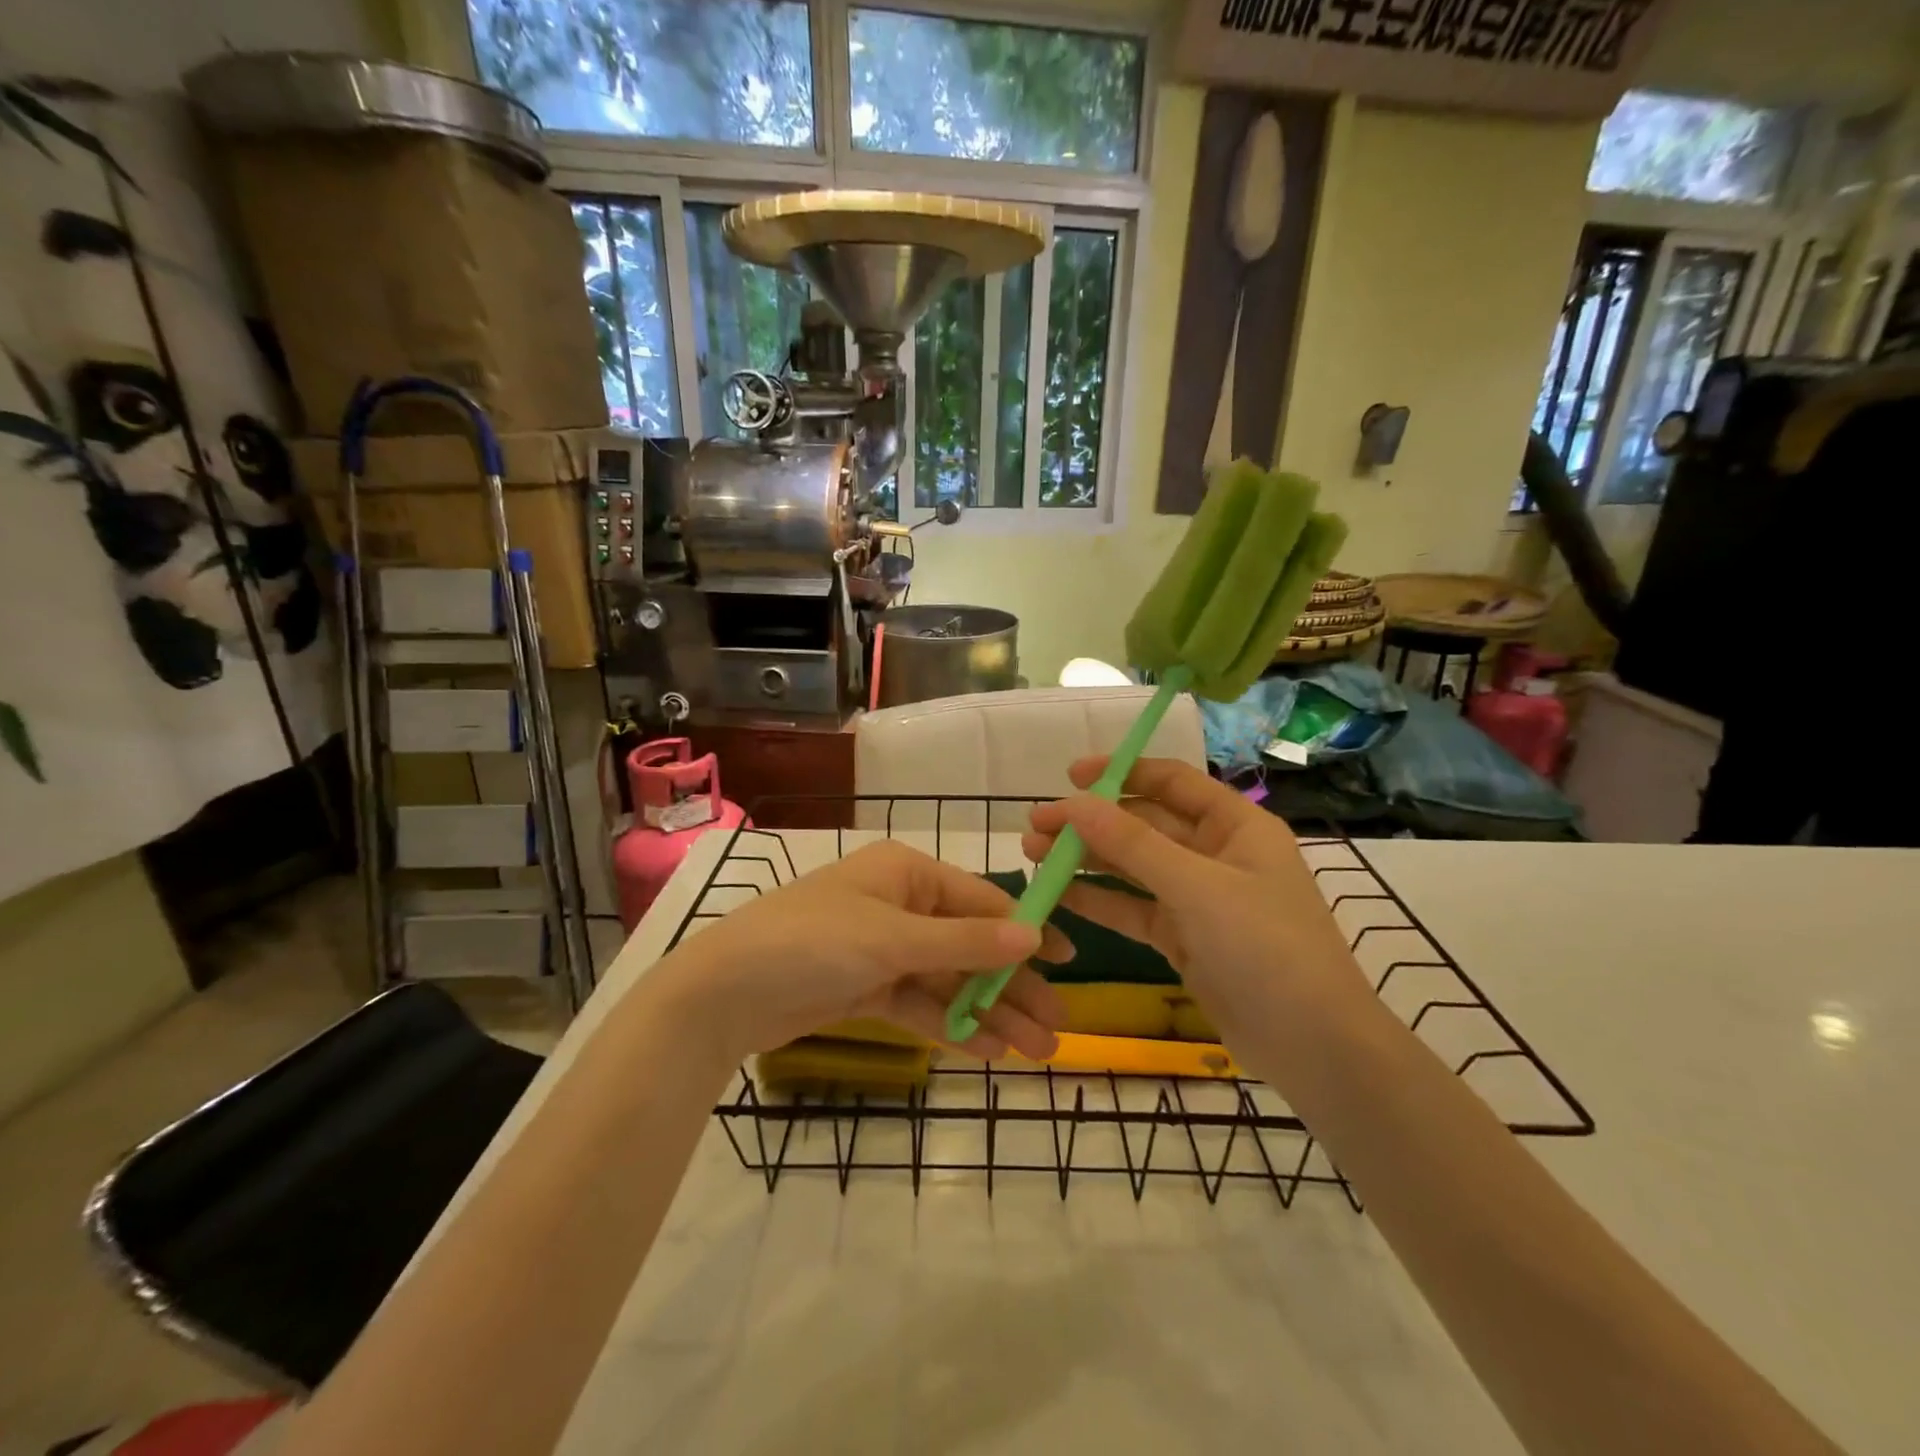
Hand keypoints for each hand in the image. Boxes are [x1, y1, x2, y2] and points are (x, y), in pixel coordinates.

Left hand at [641, 840, 1068, 1064]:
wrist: (722, 994)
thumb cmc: (812, 943)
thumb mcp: (893, 939)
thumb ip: (964, 941)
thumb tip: (1035, 934)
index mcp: (906, 874)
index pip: (981, 901)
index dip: (1026, 930)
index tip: (1069, 962)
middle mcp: (899, 905)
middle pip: (969, 945)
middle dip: (1011, 986)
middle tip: (1057, 1028)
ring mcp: (882, 949)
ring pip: (949, 980)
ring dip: (989, 1013)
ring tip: (1035, 1051)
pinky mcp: (865, 987)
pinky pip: (920, 1003)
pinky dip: (952, 1024)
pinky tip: (989, 1051)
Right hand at [1021, 757, 1362, 1046]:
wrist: (1315, 1048)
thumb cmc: (1267, 949)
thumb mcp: (1199, 889)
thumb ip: (1133, 844)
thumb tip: (1075, 802)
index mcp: (1235, 825)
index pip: (1172, 782)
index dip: (1121, 773)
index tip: (1070, 776)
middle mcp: (1216, 854)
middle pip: (1144, 823)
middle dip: (1091, 822)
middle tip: (1036, 825)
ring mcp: (1199, 899)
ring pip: (1134, 867)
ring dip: (1088, 859)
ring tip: (1034, 855)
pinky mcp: (1184, 938)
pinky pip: (1134, 908)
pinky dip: (1100, 901)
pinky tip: (1059, 894)